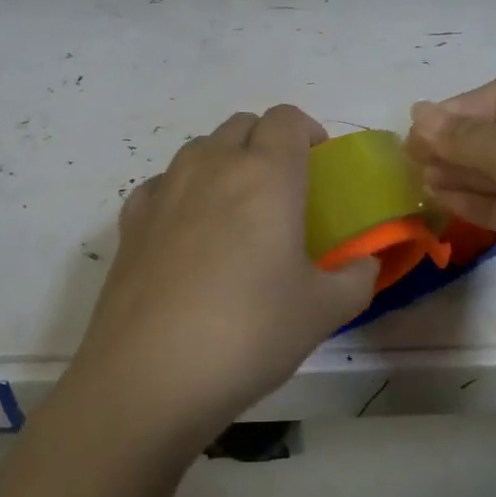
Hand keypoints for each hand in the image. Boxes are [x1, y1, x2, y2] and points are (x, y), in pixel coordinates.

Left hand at [62, 105, 376, 452]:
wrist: (150, 377)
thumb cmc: (250, 332)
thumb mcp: (324, 311)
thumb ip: (357, 277)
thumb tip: (364, 264)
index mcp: (267, 175)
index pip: (287, 119)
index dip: (308, 131)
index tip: (319, 165)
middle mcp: (213, 166)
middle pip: (243, 125)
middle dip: (268, 143)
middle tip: (285, 190)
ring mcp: (165, 190)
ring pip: (201, 148)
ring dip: (225, 161)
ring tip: (237, 211)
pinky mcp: (131, 221)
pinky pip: (163, 183)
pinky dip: (182, 191)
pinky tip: (188, 232)